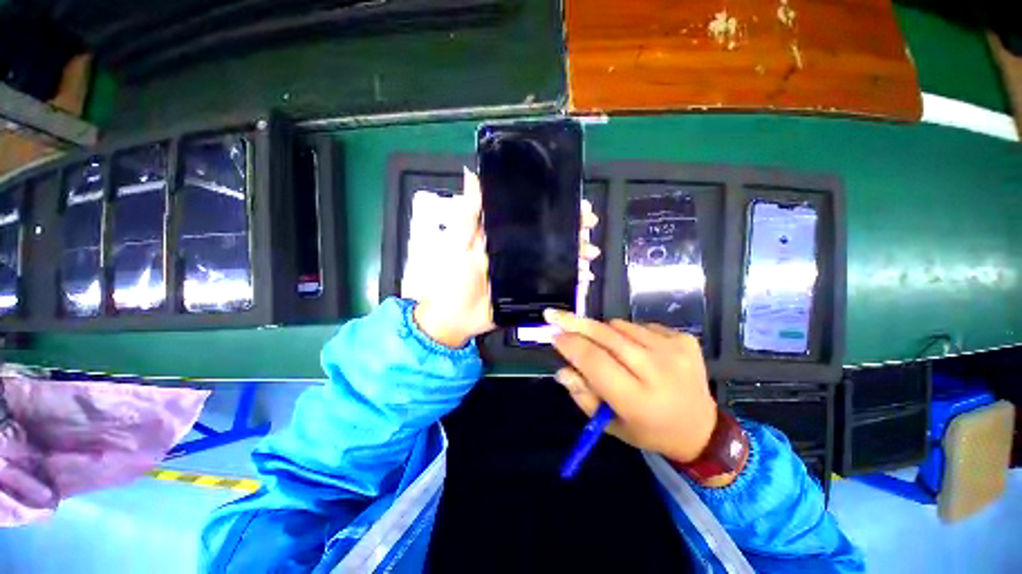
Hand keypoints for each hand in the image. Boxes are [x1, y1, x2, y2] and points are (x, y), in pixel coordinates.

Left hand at [406, 168, 599, 347]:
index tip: (577, 205)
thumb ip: (469, 213)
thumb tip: (471, 174)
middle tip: (590, 227)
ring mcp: (527, 271)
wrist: (455, 317)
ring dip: (576, 253)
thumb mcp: (460, 242)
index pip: (535, 217)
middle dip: (573, 230)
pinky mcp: (530, 290)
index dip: (555, 209)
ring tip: (590, 253)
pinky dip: (570, 279)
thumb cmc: (454, 277)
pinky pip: (554, 282)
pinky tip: (584, 277)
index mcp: (504, 236)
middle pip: (550, 236)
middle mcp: (519, 250)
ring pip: (556, 257)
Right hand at [543, 310, 717, 464]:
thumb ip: (583, 396)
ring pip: (620, 326)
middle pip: (606, 336)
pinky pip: (640, 325)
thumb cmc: (648, 430)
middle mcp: (658, 371)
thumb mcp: (610, 424)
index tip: (553, 334)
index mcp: (638, 400)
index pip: (595, 361)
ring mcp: (674, 350)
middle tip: (556, 315)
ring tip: (605, 346)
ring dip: (603, 331)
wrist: (701, 428)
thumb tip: (562, 370)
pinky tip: (633, 349)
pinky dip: (627, 333)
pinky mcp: (684, 339)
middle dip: (576, 323)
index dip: (571, 345)